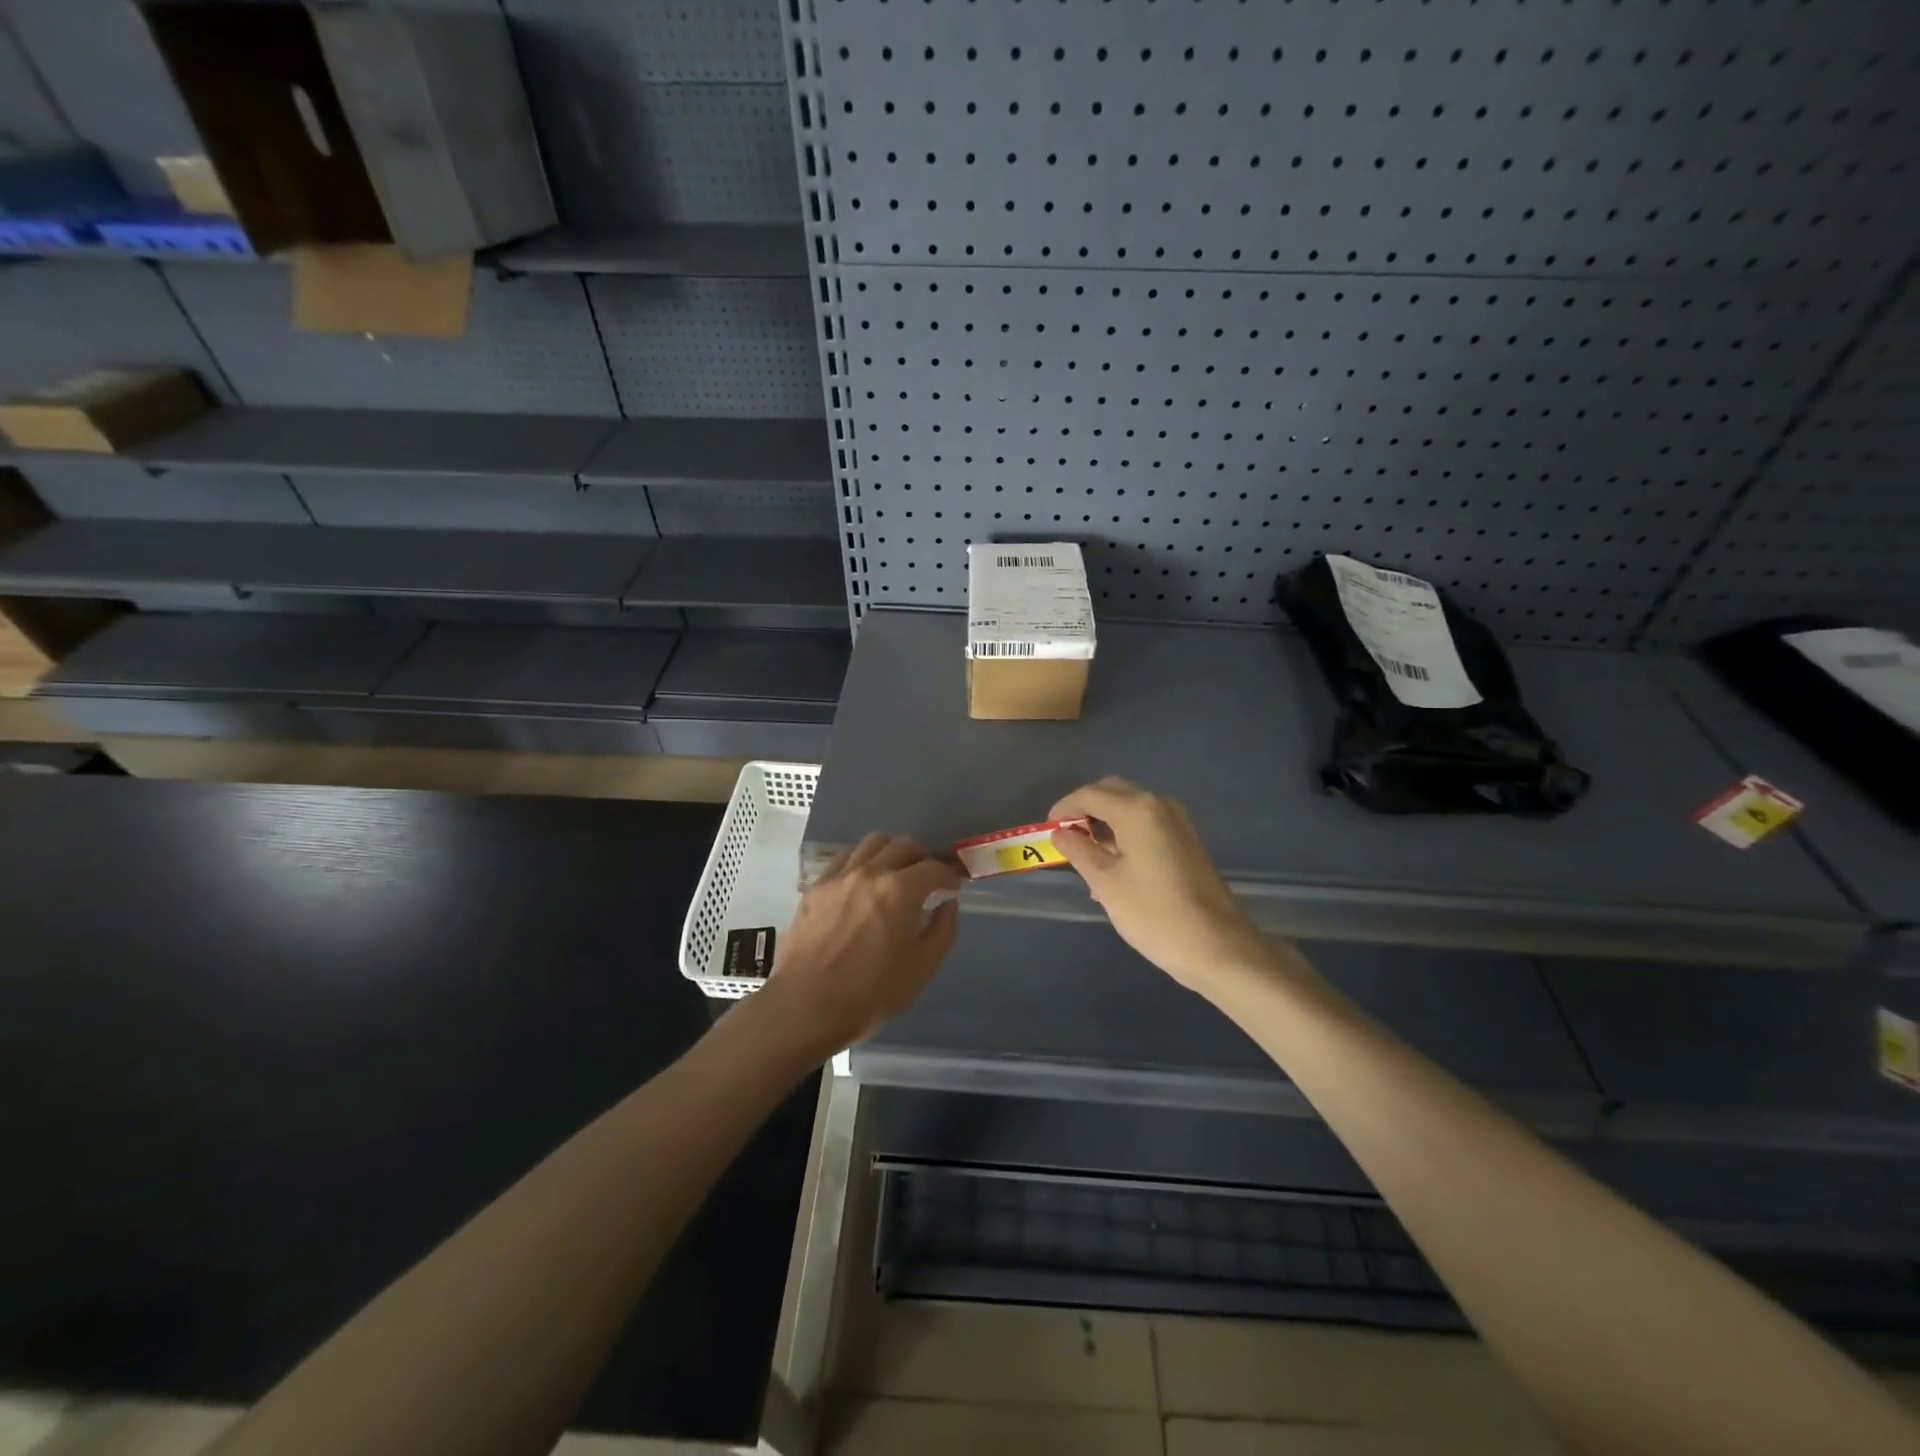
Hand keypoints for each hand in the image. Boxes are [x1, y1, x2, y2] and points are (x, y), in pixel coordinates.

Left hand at [762, 833, 961, 1054]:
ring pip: (872, 843)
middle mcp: (870, 872)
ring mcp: (839, 876)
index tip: (953, 887)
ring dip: (891, 852)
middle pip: (903, 845)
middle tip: (927, 879)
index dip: (949, 876)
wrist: (805, 1007)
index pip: (934, 868)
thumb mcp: (921, 969)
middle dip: (922, 858)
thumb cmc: (870, 994)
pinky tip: (862, 883)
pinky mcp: (816, 887)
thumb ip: (942, 930)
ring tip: (895, 874)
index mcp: (900, 890)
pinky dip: (861, 861)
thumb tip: (948, 903)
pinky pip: (844, 858)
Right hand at [1049, 777, 1272, 991]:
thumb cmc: (1154, 914)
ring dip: (1105, 823)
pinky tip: (1114, 867)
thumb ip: (1079, 851)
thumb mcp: (1106, 883)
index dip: (1063, 809)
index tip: (1047, 830)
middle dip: (1085, 810)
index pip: (1090, 795)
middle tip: (1066, 839)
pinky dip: (1125, 834)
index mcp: (1137, 809)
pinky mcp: (1187, 840)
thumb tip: (1061, 834)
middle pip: (1113, 792)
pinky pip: (1147, 824)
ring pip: (1131, 808)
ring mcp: (1178, 822)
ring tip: (1086, 858)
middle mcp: (1160, 805)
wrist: (1217, 947)